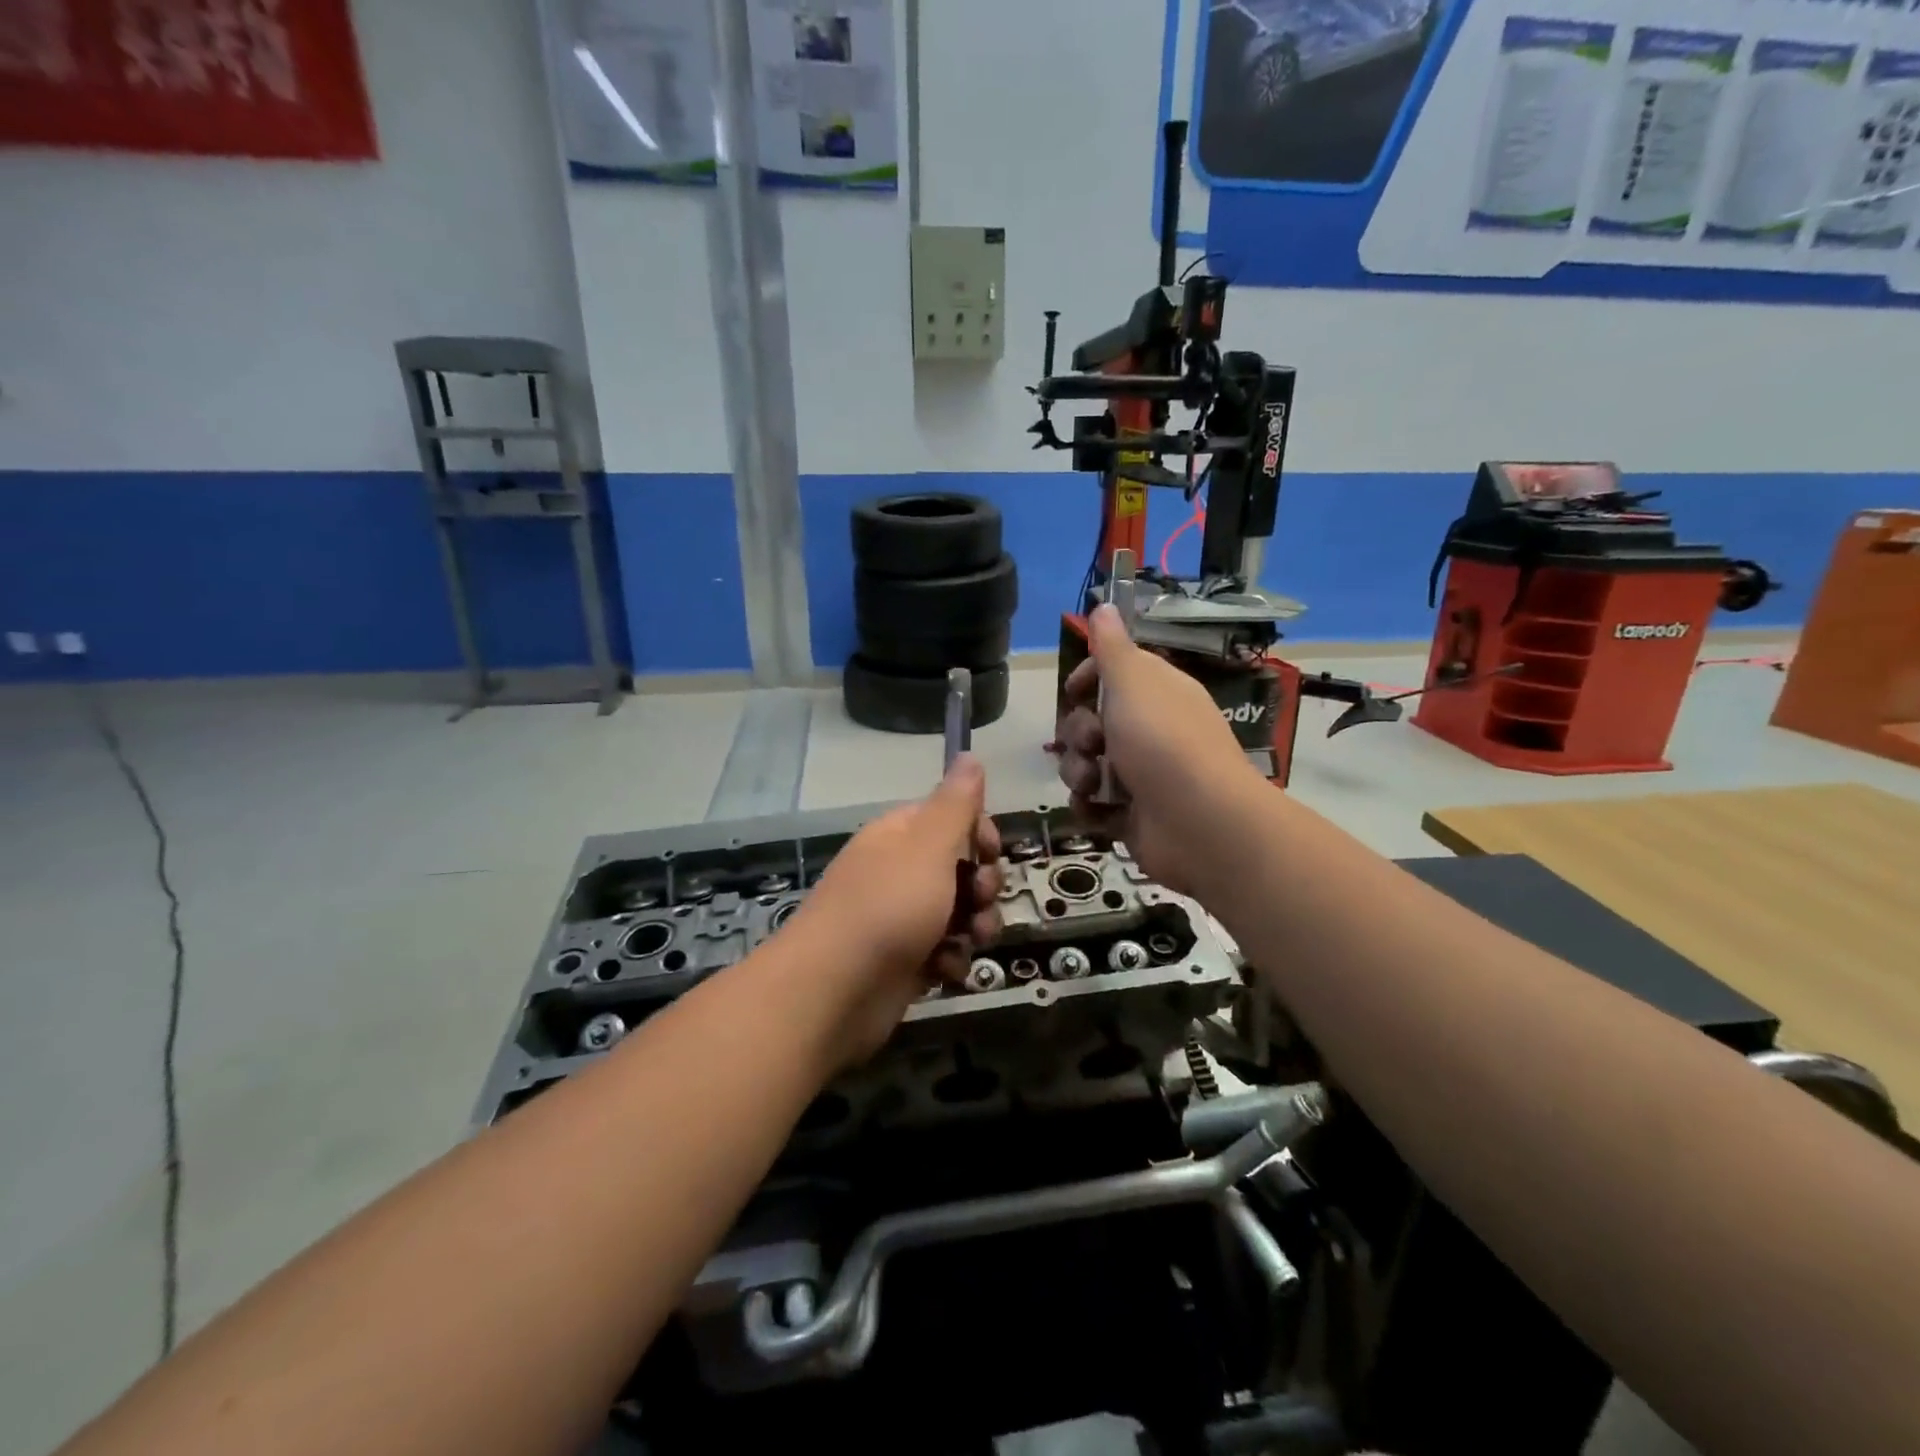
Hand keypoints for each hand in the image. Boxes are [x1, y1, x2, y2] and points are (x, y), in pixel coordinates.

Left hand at [782, 755, 1002, 1063]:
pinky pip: (943, 952)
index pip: (951, 818)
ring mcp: (900, 919)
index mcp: (900, 836)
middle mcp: (899, 872)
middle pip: (960, 867)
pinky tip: (946, 971)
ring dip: (975, 926)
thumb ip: (955, 804)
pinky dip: (951, 961)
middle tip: (980, 900)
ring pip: (958, 913)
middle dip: (982, 885)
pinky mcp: (904, 962)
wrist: (833, 991)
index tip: (992, 853)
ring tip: (972, 941)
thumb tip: (970, 754)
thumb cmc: (887, 908)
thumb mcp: (928, 847)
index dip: (979, 832)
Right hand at [1055, 604, 1255, 893]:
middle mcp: (1149, 731)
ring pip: (1085, 764)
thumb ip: (1112, 647)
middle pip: (1090, 722)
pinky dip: (1090, 808)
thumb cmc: (1163, 741)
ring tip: (1096, 785)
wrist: (1199, 822)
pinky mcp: (1130, 815)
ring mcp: (1140, 775)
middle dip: (1079, 734)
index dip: (1088, 679)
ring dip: (1079, 773)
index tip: (1073, 690)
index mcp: (1156, 694)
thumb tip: (1105, 604)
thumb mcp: (1134, 681)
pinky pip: (1092, 804)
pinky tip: (1100, 811)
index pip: (1113, 676)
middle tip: (1094, 743)